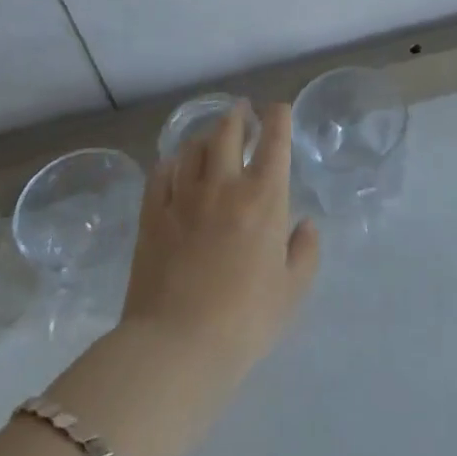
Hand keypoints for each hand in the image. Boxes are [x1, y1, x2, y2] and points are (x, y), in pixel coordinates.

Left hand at [120, 102, 318, 382]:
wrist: (176, 346)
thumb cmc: (245, 320)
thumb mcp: (292, 291)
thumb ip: (304, 252)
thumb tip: (304, 225)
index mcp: (264, 198)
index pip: (274, 142)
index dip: (278, 118)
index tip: (278, 109)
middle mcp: (224, 185)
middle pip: (228, 132)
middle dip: (238, 115)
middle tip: (242, 109)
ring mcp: (184, 197)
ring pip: (193, 148)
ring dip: (206, 135)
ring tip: (211, 135)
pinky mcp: (152, 216)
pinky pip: (161, 174)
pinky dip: (172, 162)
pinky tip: (174, 165)